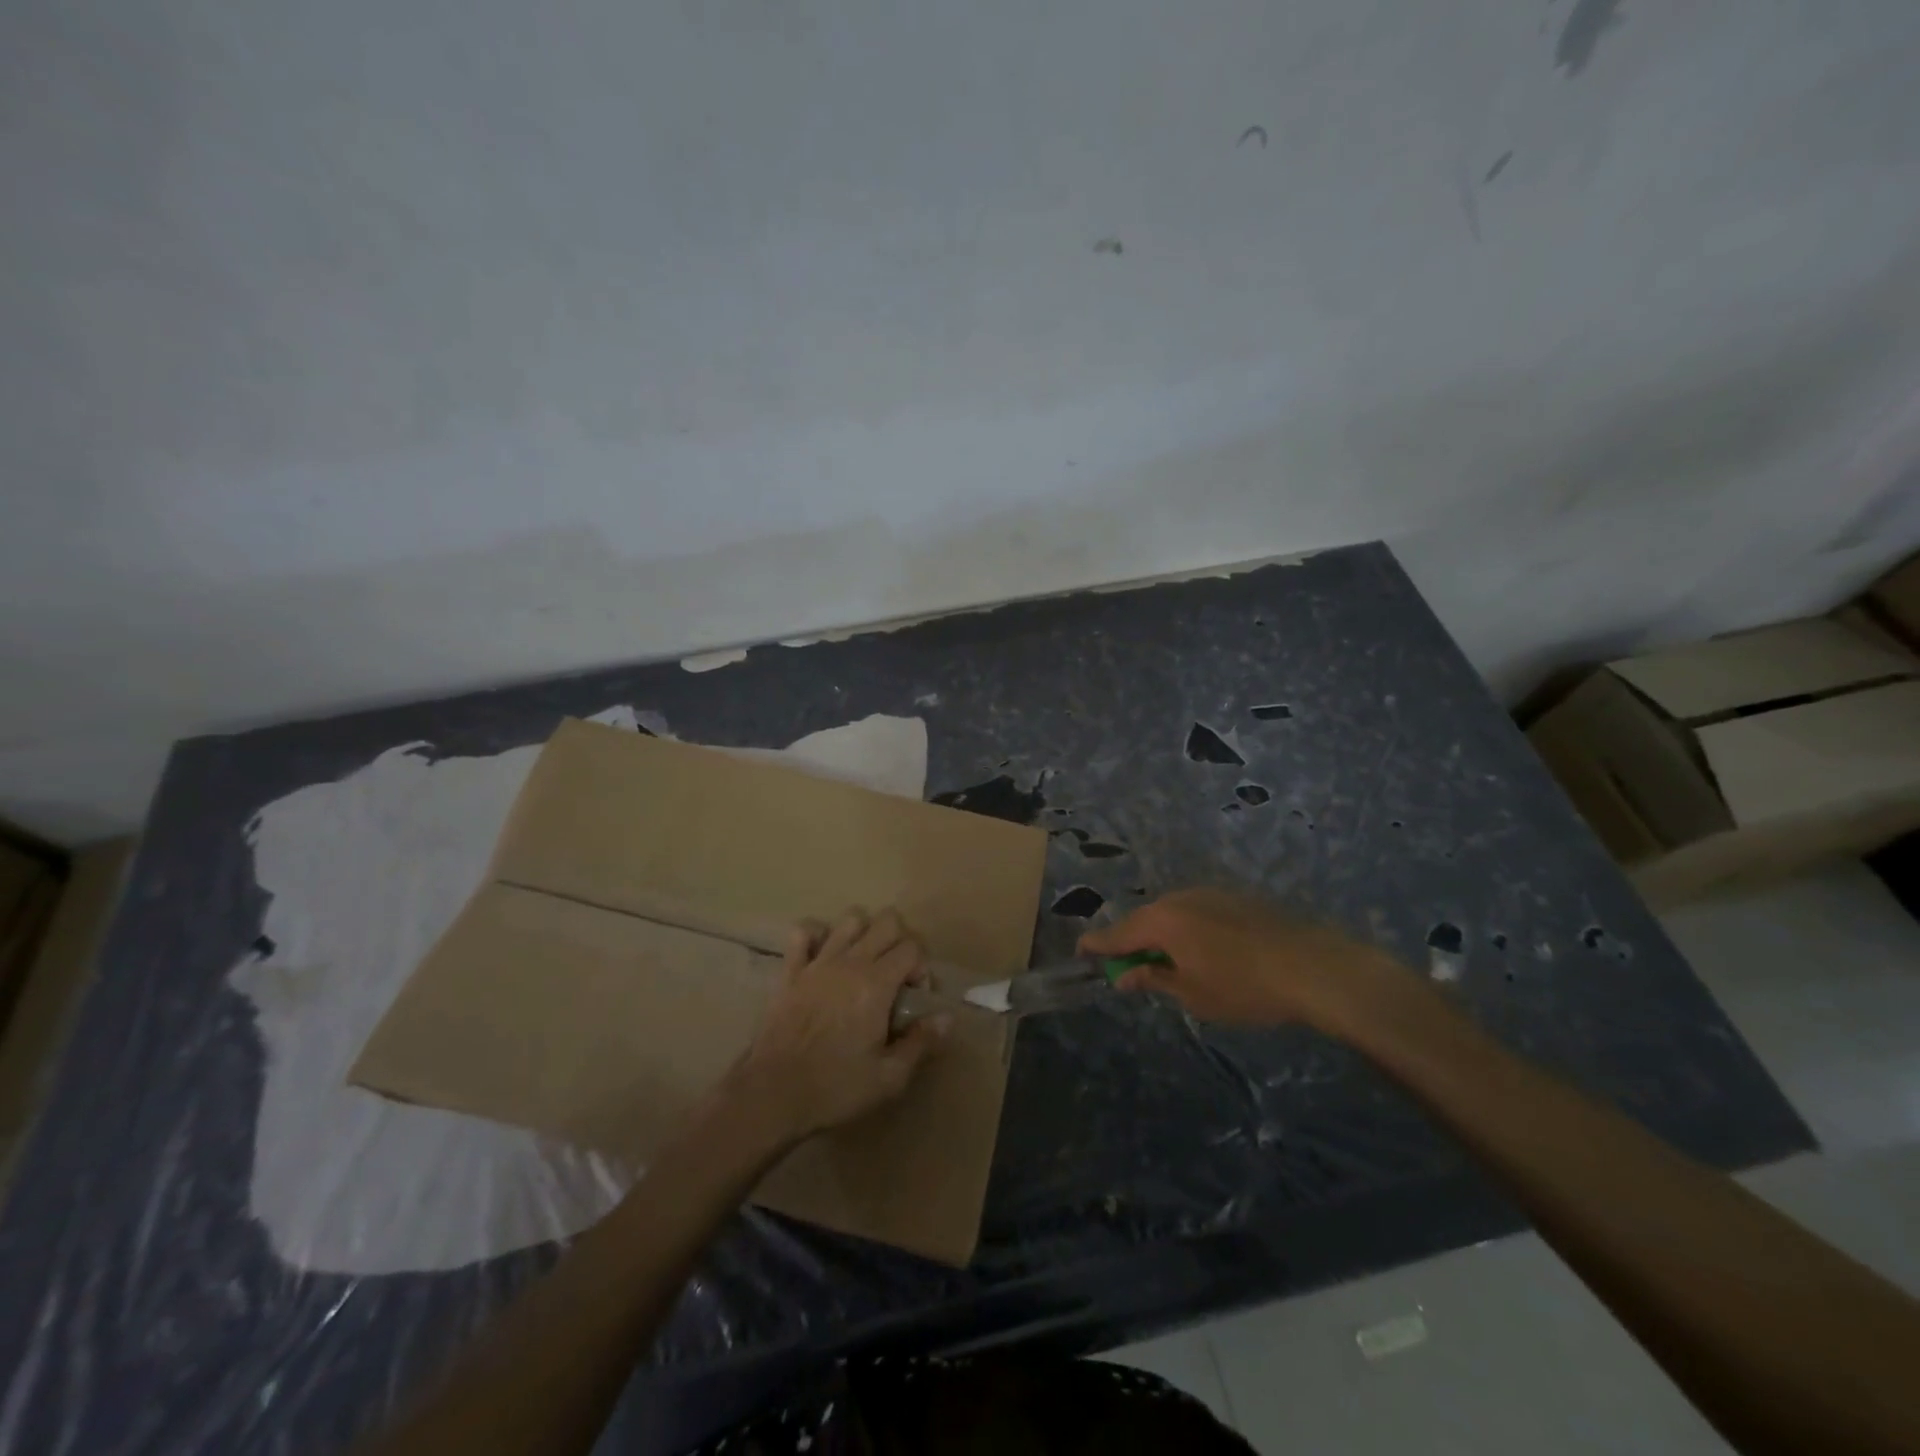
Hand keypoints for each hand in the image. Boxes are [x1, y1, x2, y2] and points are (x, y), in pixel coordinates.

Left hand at [726, 908, 949, 1144]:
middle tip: (896, 976)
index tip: (915, 998)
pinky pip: (802, 932)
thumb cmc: (835, 1088)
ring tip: (863, 963)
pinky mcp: (790, 971)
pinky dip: (816, 935)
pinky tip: (822, 955)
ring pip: (849, 919)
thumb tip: (948, 1017)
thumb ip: (921, 1043)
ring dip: (864, 933)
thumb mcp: (888, 1078)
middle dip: (900, 941)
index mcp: (876, 984)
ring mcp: (817, 962)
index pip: (912, 948)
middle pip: (886, 921)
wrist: (772, 1094)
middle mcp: (850, 962)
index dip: (922, 968)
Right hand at [1078, 887, 1406, 1028]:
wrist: (1312, 966)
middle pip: (1144, 920)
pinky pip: (1196, 913)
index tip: (1080, 951)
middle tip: (1128, 968)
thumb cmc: (1243, 987)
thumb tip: (1125, 976)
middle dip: (1133, 943)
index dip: (1097, 945)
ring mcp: (1209, 894)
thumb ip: (1154, 979)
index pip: (1117, 933)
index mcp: (1162, 921)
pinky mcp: (1234, 898)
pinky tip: (1204, 952)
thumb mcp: (1192, 994)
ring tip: (1169, 964)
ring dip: (1163, 936)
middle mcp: (1179, 898)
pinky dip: (1188, 930)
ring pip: (1172, 915)